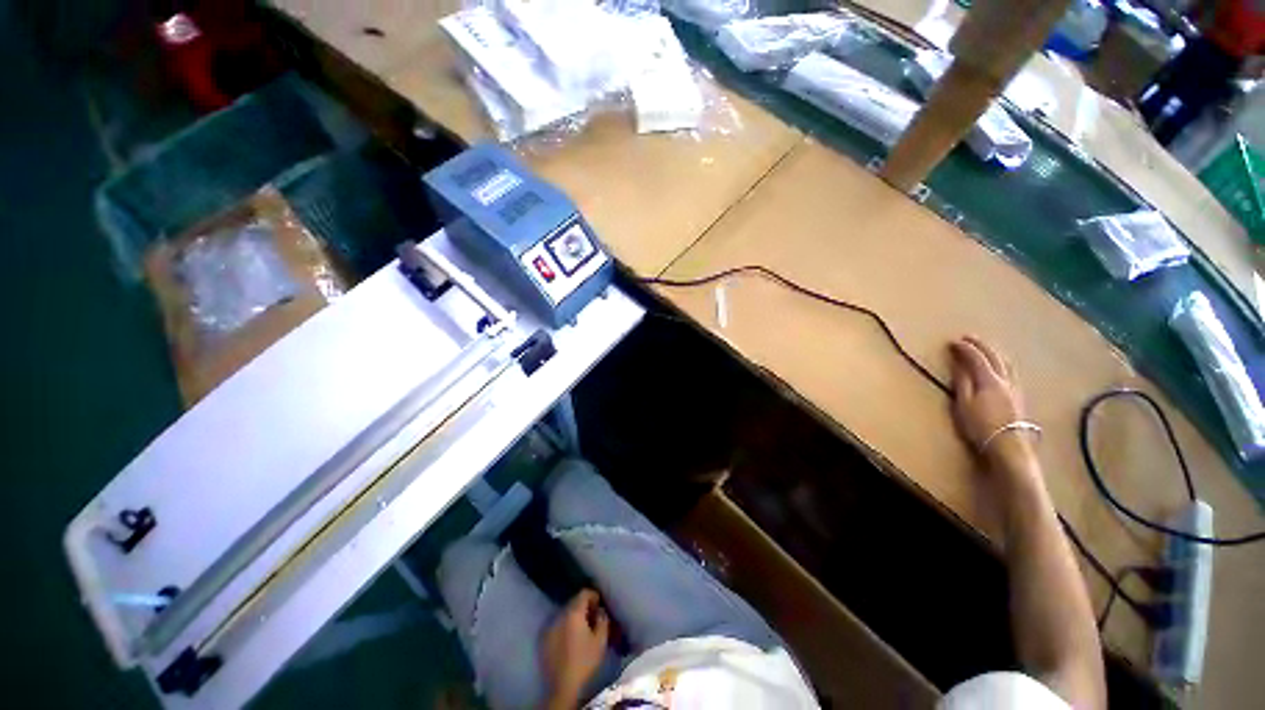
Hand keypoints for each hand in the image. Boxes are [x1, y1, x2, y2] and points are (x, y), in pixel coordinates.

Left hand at [542, 589, 608, 705]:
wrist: (563, 686)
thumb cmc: (585, 661)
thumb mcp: (601, 640)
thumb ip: (603, 619)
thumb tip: (600, 611)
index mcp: (573, 613)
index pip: (583, 593)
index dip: (593, 596)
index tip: (599, 605)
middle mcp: (559, 615)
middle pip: (573, 602)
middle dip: (583, 606)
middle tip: (592, 617)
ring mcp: (550, 627)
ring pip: (564, 614)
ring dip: (573, 617)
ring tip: (582, 629)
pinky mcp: (544, 639)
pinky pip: (557, 625)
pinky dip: (565, 627)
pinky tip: (570, 639)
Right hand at [948, 336, 1032, 462]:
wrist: (1009, 446)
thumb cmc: (980, 426)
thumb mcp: (963, 404)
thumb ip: (962, 382)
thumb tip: (959, 364)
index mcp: (989, 379)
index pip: (976, 357)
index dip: (964, 348)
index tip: (952, 342)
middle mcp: (1005, 379)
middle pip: (994, 356)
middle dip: (981, 345)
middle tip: (968, 338)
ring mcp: (1015, 387)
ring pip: (1007, 363)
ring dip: (994, 352)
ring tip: (985, 349)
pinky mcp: (1020, 396)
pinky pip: (1012, 371)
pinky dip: (1003, 363)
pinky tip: (1001, 367)